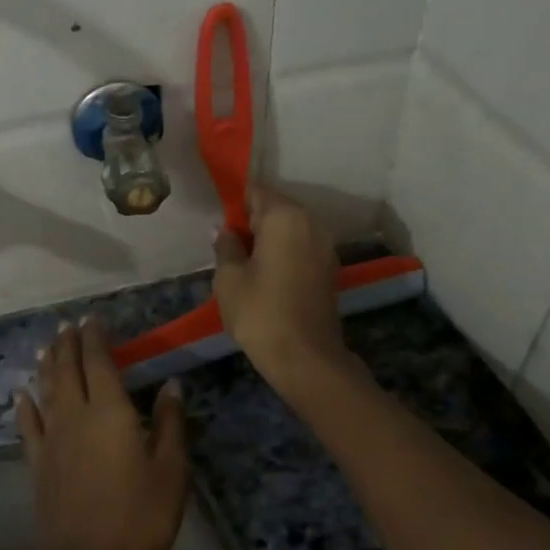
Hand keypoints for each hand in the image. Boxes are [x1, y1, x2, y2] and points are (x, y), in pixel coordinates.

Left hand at [15, 320, 188, 549]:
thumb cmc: (138, 516)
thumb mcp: (170, 470)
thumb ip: (170, 424)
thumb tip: (172, 385)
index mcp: (110, 411)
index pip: (99, 362)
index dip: (95, 338)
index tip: (92, 319)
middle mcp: (76, 415)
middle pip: (68, 370)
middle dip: (68, 344)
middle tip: (68, 325)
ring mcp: (53, 440)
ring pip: (47, 391)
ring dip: (47, 366)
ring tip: (47, 347)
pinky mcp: (39, 464)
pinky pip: (29, 426)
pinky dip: (25, 406)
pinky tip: (21, 395)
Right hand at [213, 184, 348, 392]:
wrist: (306, 358)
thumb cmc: (260, 313)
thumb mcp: (229, 278)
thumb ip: (226, 246)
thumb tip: (224, 229)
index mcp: (285, 217)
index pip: (256, 191)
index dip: (234, 203)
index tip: (220, 223)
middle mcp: (311, 223)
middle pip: (276, 208)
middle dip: (252, 221)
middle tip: (229, 247)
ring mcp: (325, 246)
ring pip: (290, 229)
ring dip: (268, 238)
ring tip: (246, 264)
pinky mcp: (330, 268)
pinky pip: (301, 247)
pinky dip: (284, 253)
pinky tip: (267, 276)